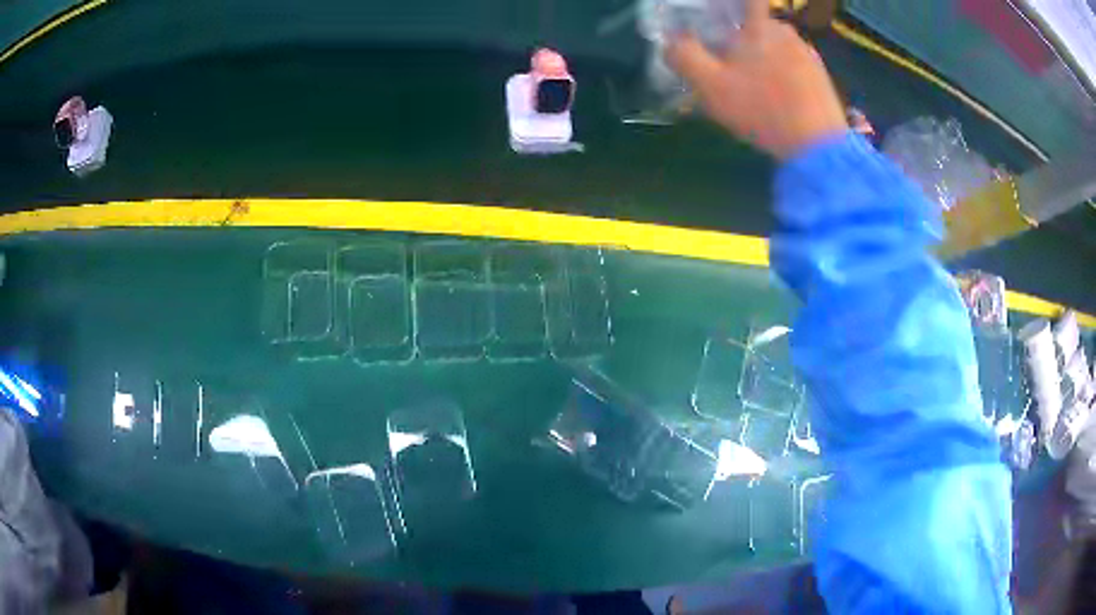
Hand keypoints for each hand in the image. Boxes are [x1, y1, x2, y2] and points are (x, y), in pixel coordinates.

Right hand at [666, 0, 847, 159]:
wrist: (819, 147)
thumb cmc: (763, 109)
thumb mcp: (711, 86)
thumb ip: (685, 57)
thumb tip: (669, 41)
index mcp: (761, 27)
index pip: (749, 1)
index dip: (736, 5)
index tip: (723, 17)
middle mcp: (788, 33)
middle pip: (760, 24)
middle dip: (746, 36)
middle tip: (731, 59)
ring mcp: (809, 56)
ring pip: (780, 46)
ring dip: (767, 56)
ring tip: (756, 84)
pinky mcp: (823, 79)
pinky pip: (797, 66)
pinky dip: (785, 74)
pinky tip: (779, 98)